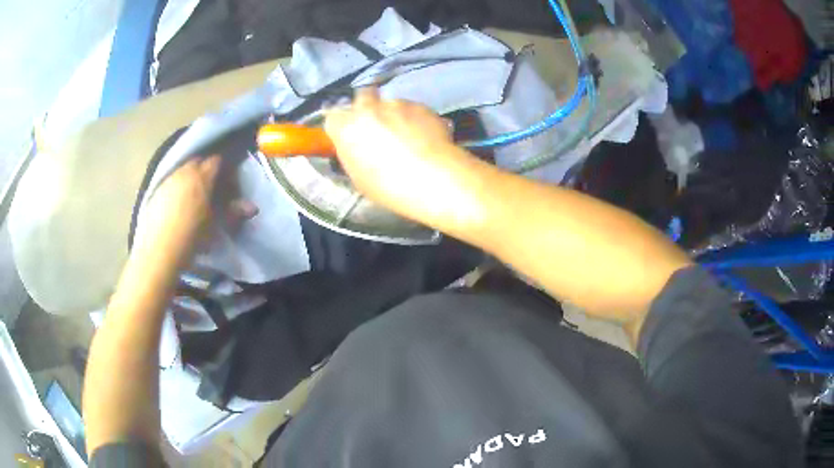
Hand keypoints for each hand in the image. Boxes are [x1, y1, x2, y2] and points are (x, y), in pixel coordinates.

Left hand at [134, 155, 256, 268]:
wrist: (159, 251)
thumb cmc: (191, 237)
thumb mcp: (215, 226)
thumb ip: (234, 213)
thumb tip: (253, 207)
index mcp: (202, 177)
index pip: (217, 161)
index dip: (225, 169)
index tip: (228, 183)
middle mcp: (184, 172)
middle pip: (198, 161)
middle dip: (206, 170)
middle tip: (211, 188)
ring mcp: (168, 180)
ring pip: (182, 170)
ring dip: (190, 178)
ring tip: (193, 197)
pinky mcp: (155, 191)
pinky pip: (170, 182)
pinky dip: (176, 188)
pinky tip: (176, 205)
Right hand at [324, 87, 478, 224]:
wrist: (433, 178)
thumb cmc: (389, 186)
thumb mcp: (359, 177)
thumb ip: (353, 154)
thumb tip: (356, 147)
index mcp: (347, 127)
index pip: (333, 117)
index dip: (341, 125)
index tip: (348, 135)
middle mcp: (369, 108)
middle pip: (362, 96)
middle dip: (367, 107)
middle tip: (376, 127)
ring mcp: (397, 103)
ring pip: (390, 104)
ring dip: (394, 115)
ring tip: (407, 136)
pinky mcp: (421, 105)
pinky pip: (413, 109)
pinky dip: (415, 119)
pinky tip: (424, 137)